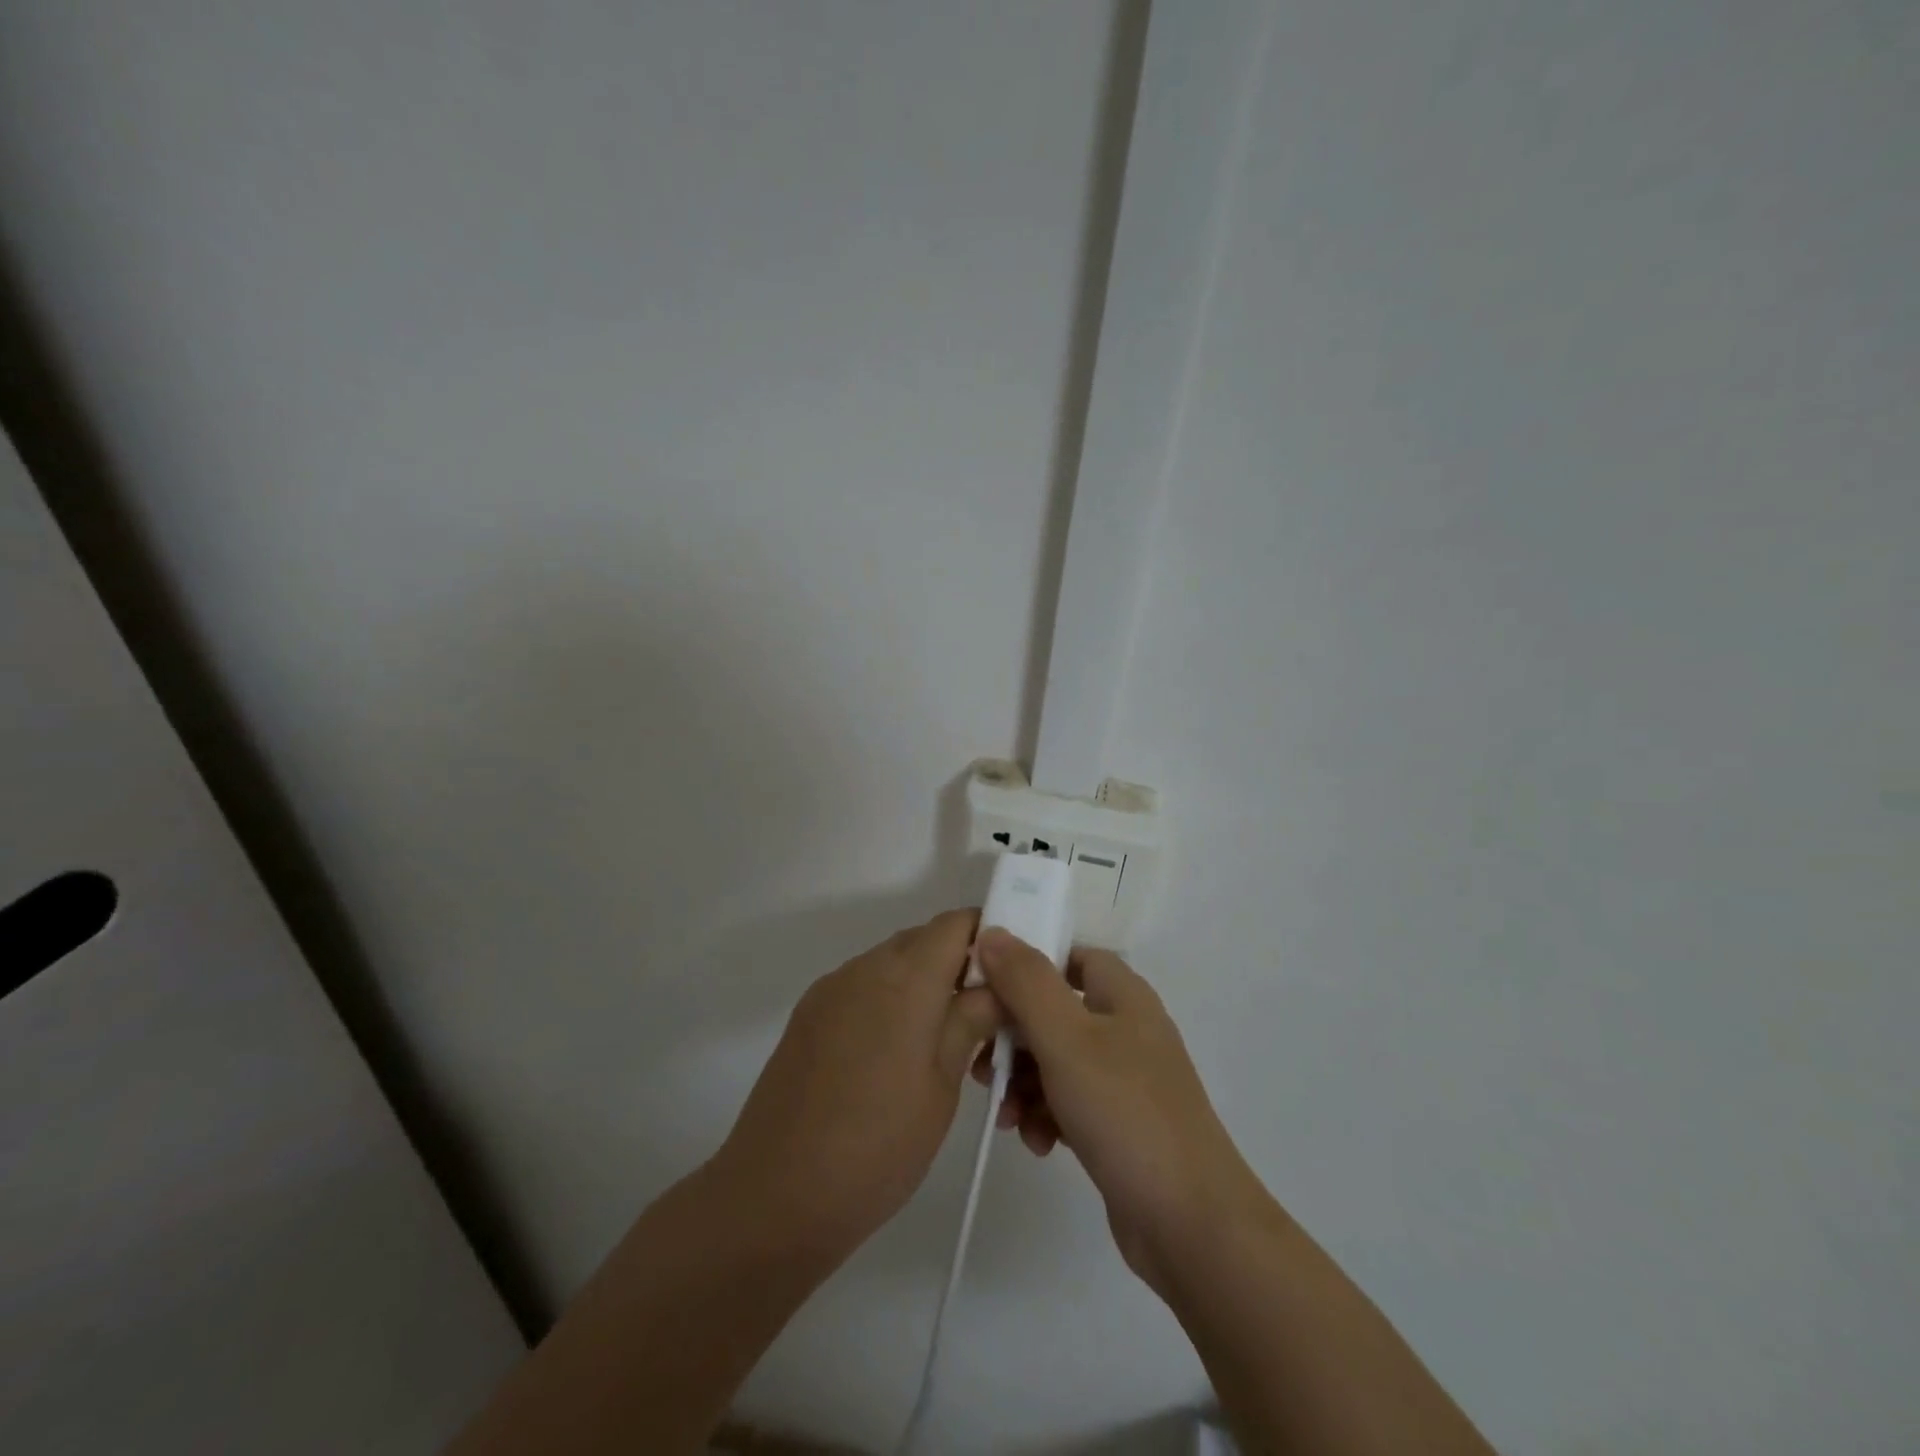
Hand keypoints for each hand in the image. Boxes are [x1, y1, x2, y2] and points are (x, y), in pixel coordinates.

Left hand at [711, 910, 1002, 1262]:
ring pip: (890, 963)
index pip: (956, 923)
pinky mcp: (808, 1015)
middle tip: (981, 1018)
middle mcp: (865, 968)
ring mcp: (831, 989)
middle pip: (923, 939)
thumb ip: (970, 1021)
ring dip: (921, 984)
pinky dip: (887, 1001)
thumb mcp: (942, 1086)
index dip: (988, 937)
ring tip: (937, 1044)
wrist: (774, 1195)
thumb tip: (995, 985)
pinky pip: (861, 986)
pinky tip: (891, 1057)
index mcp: (906, 979)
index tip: (1009, 977)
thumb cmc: (877, 1146)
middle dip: (958, 964)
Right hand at [971, 929, 1268, 1294]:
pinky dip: (1046, 1115)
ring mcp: (1126, 1079)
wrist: (1192, 1225)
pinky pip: (1070, 1103)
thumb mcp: (1066, 1038)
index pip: (1070, 955)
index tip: (987, 988)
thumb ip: (1025, 982)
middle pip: (1056, 1011)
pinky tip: (1036, 1142)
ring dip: (1025, 1083)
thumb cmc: (1126, 1113)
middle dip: (1015, 1037)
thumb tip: (992, 932)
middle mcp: (1126, 1029)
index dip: (1028, 965)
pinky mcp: (1120, 1124)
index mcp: (1123, 995)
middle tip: (985, 1065)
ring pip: (1057, 1061)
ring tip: (1006, 1115)